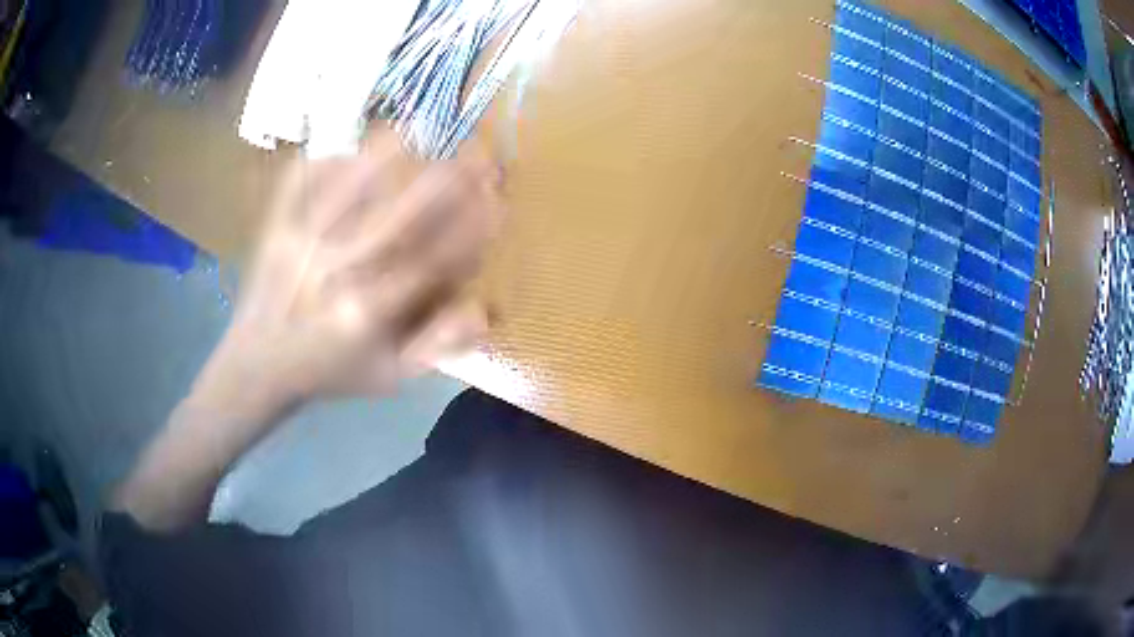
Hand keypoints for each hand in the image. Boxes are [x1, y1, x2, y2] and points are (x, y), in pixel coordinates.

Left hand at [192, 127, 504, 422]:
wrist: (257, 366)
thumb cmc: (331, 370)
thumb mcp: (390, 376)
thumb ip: (438, 346)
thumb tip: (484, 310)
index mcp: (366, 314)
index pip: (430, 263)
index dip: (470, 230)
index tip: (498, 205)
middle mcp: (334, 273)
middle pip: (397, 217)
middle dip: (445, 182)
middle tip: (477, 156)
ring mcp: (299, 243)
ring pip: (347, 187)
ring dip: (386, 156)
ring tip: (417, 130)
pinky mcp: (273, 227)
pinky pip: (298, 182)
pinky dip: (324, 160)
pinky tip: (348, 151)